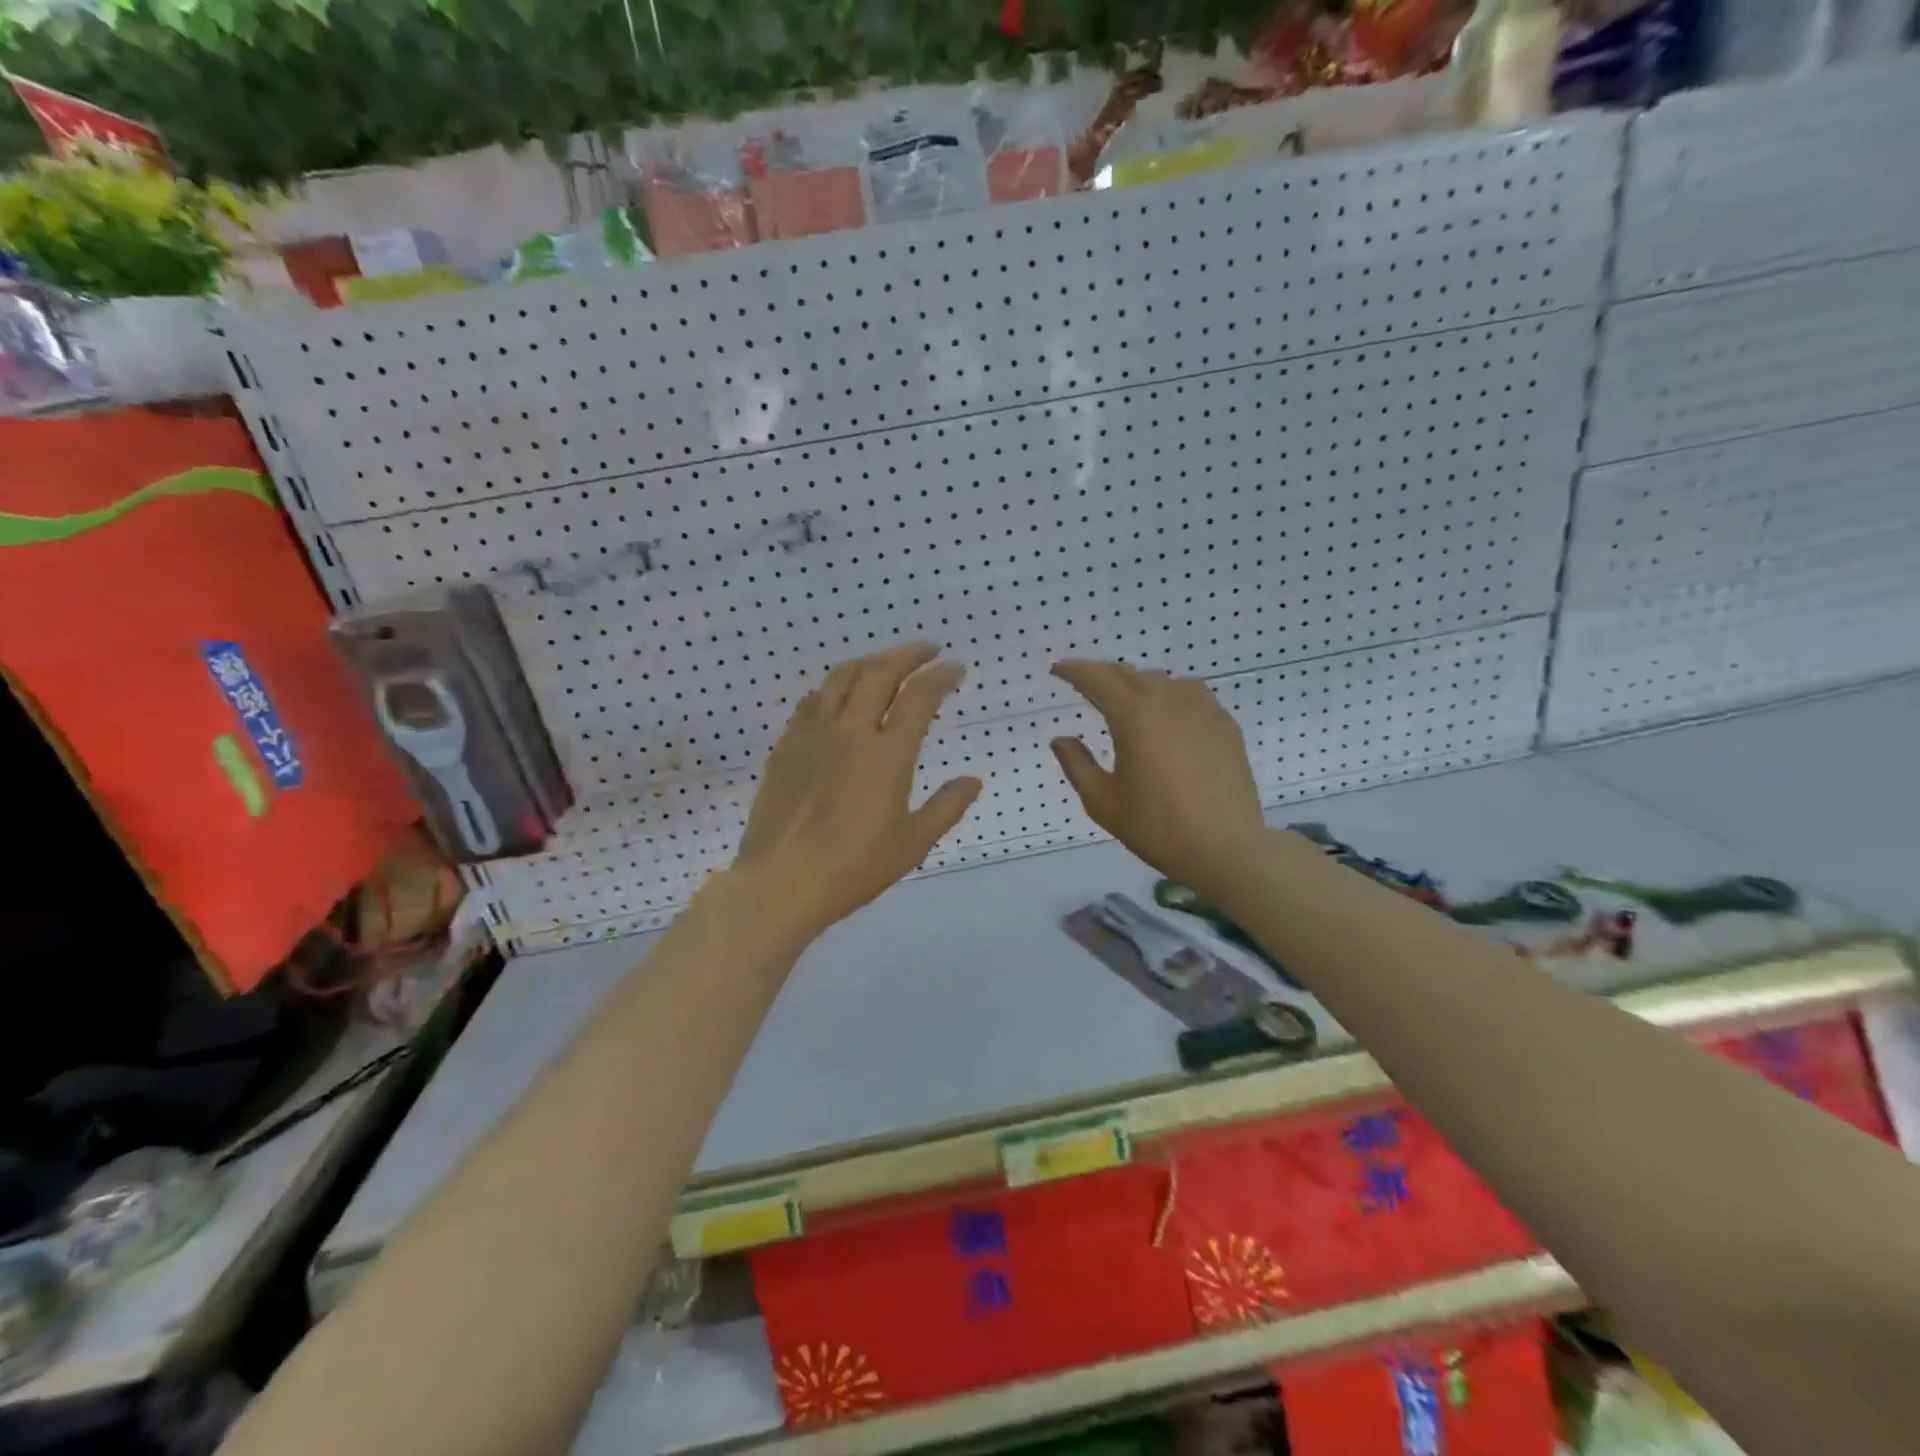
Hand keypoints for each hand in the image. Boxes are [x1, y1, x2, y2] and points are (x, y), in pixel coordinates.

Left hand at [732, 643, 982, 942]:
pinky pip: (812, 701)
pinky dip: (833, 688)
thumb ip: (947, 807)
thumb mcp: (912, 844)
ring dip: (869, 662)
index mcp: (887, 754)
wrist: (781, 882)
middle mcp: (850, 732)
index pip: (920, 696)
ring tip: (884, 664)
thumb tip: (974, 780)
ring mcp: (813, 735)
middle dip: (908, 654)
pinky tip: (838, 696)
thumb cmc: (853, 868)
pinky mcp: (786, 747)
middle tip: (926, 650)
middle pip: (879, 673)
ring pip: (841, 678)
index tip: (955, 668)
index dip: (941, 675)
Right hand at [1049, 661, 1268, 897]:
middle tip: (1086, 689)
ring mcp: (1203, 709)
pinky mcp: (1224, 724)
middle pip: (1130, 674)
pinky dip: (1169, 698)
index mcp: (1135, 715)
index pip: (1098, 678)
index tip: (1058, 670)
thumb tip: (1061, 739)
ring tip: (1127, 704)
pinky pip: (1190, 696)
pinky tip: (1166, 720)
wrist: (1226, 848)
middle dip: (1104, 676)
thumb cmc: (1157, 827)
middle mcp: (1169, 700)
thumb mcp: (1103, 802)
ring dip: (1138, 685)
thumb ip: (1076, 765)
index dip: (1074, 670)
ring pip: (1162, 681)